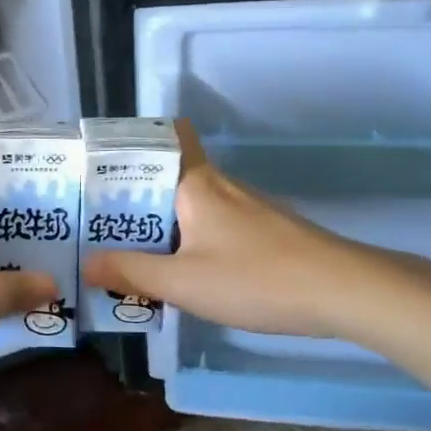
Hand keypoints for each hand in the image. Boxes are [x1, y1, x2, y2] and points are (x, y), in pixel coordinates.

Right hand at [80, 122, 430, 341]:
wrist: (344, 291)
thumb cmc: (256, 279)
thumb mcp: (183, 283)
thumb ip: (132, 272)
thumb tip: (87, 263)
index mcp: (194, 184)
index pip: (163, 138)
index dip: (130, 144)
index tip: (97, 169)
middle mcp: (218, 185)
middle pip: (167, 175)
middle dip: (132, 196)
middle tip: (95, 222)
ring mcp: (245, 207)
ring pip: (189, 203)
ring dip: (159, 222)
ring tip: (124, 249)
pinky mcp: (262, 231)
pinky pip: (210, 223)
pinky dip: (186, 238)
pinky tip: (178, 269)